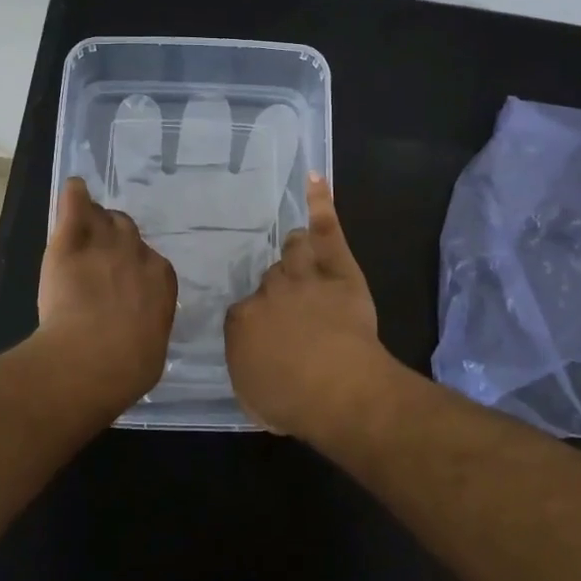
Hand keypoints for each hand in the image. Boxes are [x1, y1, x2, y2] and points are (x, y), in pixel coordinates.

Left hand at [36, 178, 177, 405]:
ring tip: (84, 223)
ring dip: (95, 219)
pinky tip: (73, 187)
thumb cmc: (129, 365)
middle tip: (100, 253)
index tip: (122, 277)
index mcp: (162, 278)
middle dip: (115, 237)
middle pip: (127, 230)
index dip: (133, 265)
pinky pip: (75, 206)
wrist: (94, 358)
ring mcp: (103, 243)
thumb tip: (140, 331)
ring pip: (103, 217)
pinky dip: (74, 195)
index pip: (149, 259)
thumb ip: (147, 325)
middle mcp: (136, 253)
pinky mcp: (70, 242)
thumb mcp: (151, 347)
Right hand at [225, 174, 392, 433]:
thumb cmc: (292, 402)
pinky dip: (320, 203)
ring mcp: (302, 276)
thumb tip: (250, 358)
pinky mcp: (337, 268)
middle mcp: (267, 292)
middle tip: (292, 309)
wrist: (338, 389)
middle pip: (269, 280)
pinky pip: (326, 230)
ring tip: (299, 252)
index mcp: (241, 321)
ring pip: (293, 252)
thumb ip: (245, 369)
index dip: (259, 323)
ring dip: (296, 253)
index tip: (271, 338)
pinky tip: (314, 179)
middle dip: (278, 292)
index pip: (244, 312)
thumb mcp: (252, 397)